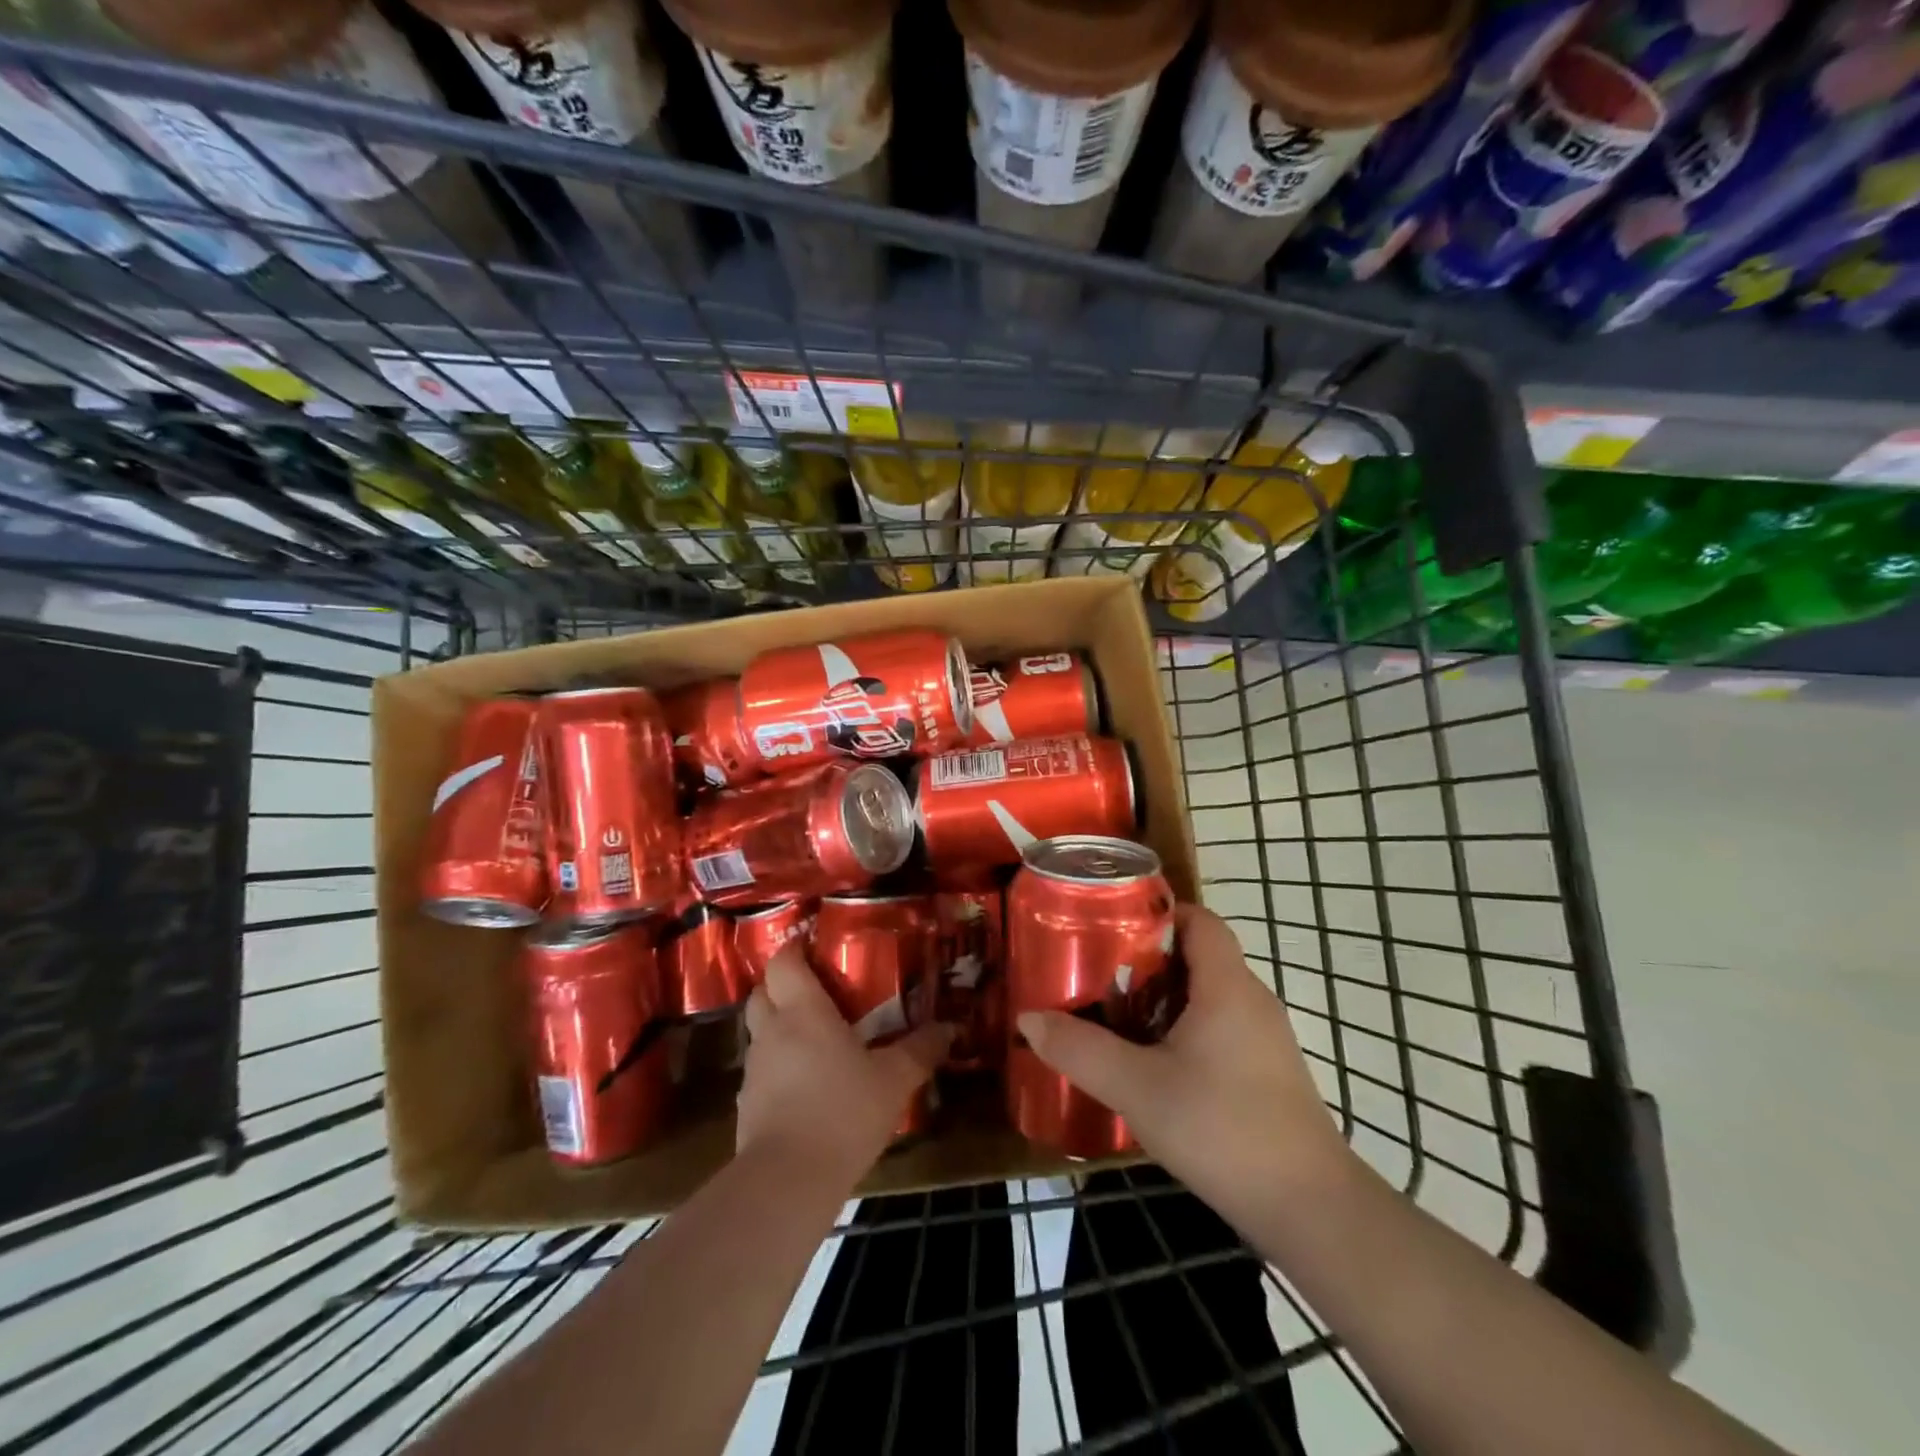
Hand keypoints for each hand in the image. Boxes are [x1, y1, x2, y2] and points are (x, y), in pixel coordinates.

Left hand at [737, 946, 951, 1184]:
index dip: (795, 948)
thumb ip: (920, 1050)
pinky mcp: (747, 1104)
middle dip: (782, 985)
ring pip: (760, 1031)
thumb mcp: (894, 1080)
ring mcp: (755, 1068)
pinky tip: (806, 1085)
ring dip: (780, 1026)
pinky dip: (779, 1066)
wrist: (787, 1181)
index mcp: (803, 1011)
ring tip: (815, 1038)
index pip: (784, 961)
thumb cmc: (843, 1112)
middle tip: (816, 990)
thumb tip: (950, 1028)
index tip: (814, 945)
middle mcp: (772, 1030)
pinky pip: (762, 1069)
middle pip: (762, 991)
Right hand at [1017, 904, 1351, 1208]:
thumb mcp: (1138, 1089)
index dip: (1158, 912)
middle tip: (1097, 971)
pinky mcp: (1267, 1073)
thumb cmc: (1223, 1130)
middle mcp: (1252, 1001)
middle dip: (1147, 958)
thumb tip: (1028, 1019)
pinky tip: (1152, 1063)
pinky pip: (1218, 1028)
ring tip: (1113, 1013)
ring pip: (1207, 995)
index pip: (1200, 920)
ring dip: (1162, 997)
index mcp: (1227, 986)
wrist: (1310, 1211)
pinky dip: (1182, 1028)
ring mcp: (1264, 1039)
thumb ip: (1080, 1050)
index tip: (1111, 924)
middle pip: (1198, 955)